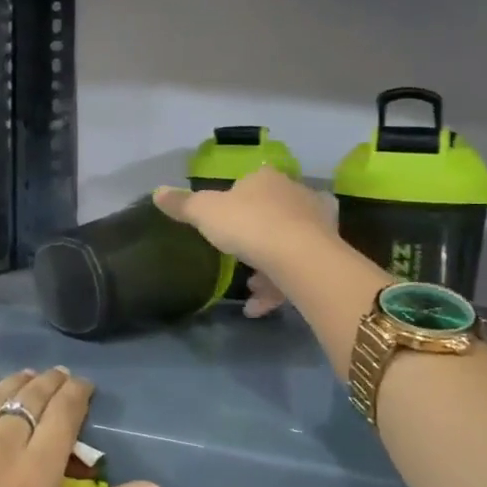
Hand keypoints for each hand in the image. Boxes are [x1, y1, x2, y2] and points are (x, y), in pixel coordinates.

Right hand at [154, 168, 339, 315]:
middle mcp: (297, 195)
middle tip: (236, 254)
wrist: (299, 257)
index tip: (223, 221)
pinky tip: (258, 307)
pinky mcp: (329, 254)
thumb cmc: (248, 224)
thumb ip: (183, 204)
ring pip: (288, 243)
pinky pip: (298, 270)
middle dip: (255, 235)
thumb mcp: (204, 212)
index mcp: (267, 179)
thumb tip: (157, 191)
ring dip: (267, 266)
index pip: (251, 182)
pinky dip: (278, 288)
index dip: (236, 200)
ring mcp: (318, 224)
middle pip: (272, 212)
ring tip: (248, 286)